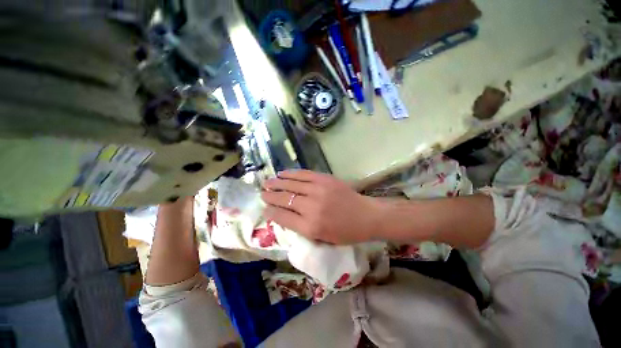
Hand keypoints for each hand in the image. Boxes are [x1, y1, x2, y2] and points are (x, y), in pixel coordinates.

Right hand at [261, 170, 382, 244]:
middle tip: (262, 193)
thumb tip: (284, 215)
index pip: (283, 217)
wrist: (366, 216)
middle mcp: (311, 207)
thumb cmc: (346, 232)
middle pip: (284, 199)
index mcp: (310, 227)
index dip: (271, 212)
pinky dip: (291, 174)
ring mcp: (318, 190)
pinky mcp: (324, 179)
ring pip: (291, 185)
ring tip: (267, 182)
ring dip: (277, 183)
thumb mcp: (322, 238)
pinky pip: (303, 174)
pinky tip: (282, 173)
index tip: (265, 208)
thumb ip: (302, 228)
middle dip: (270, 196)